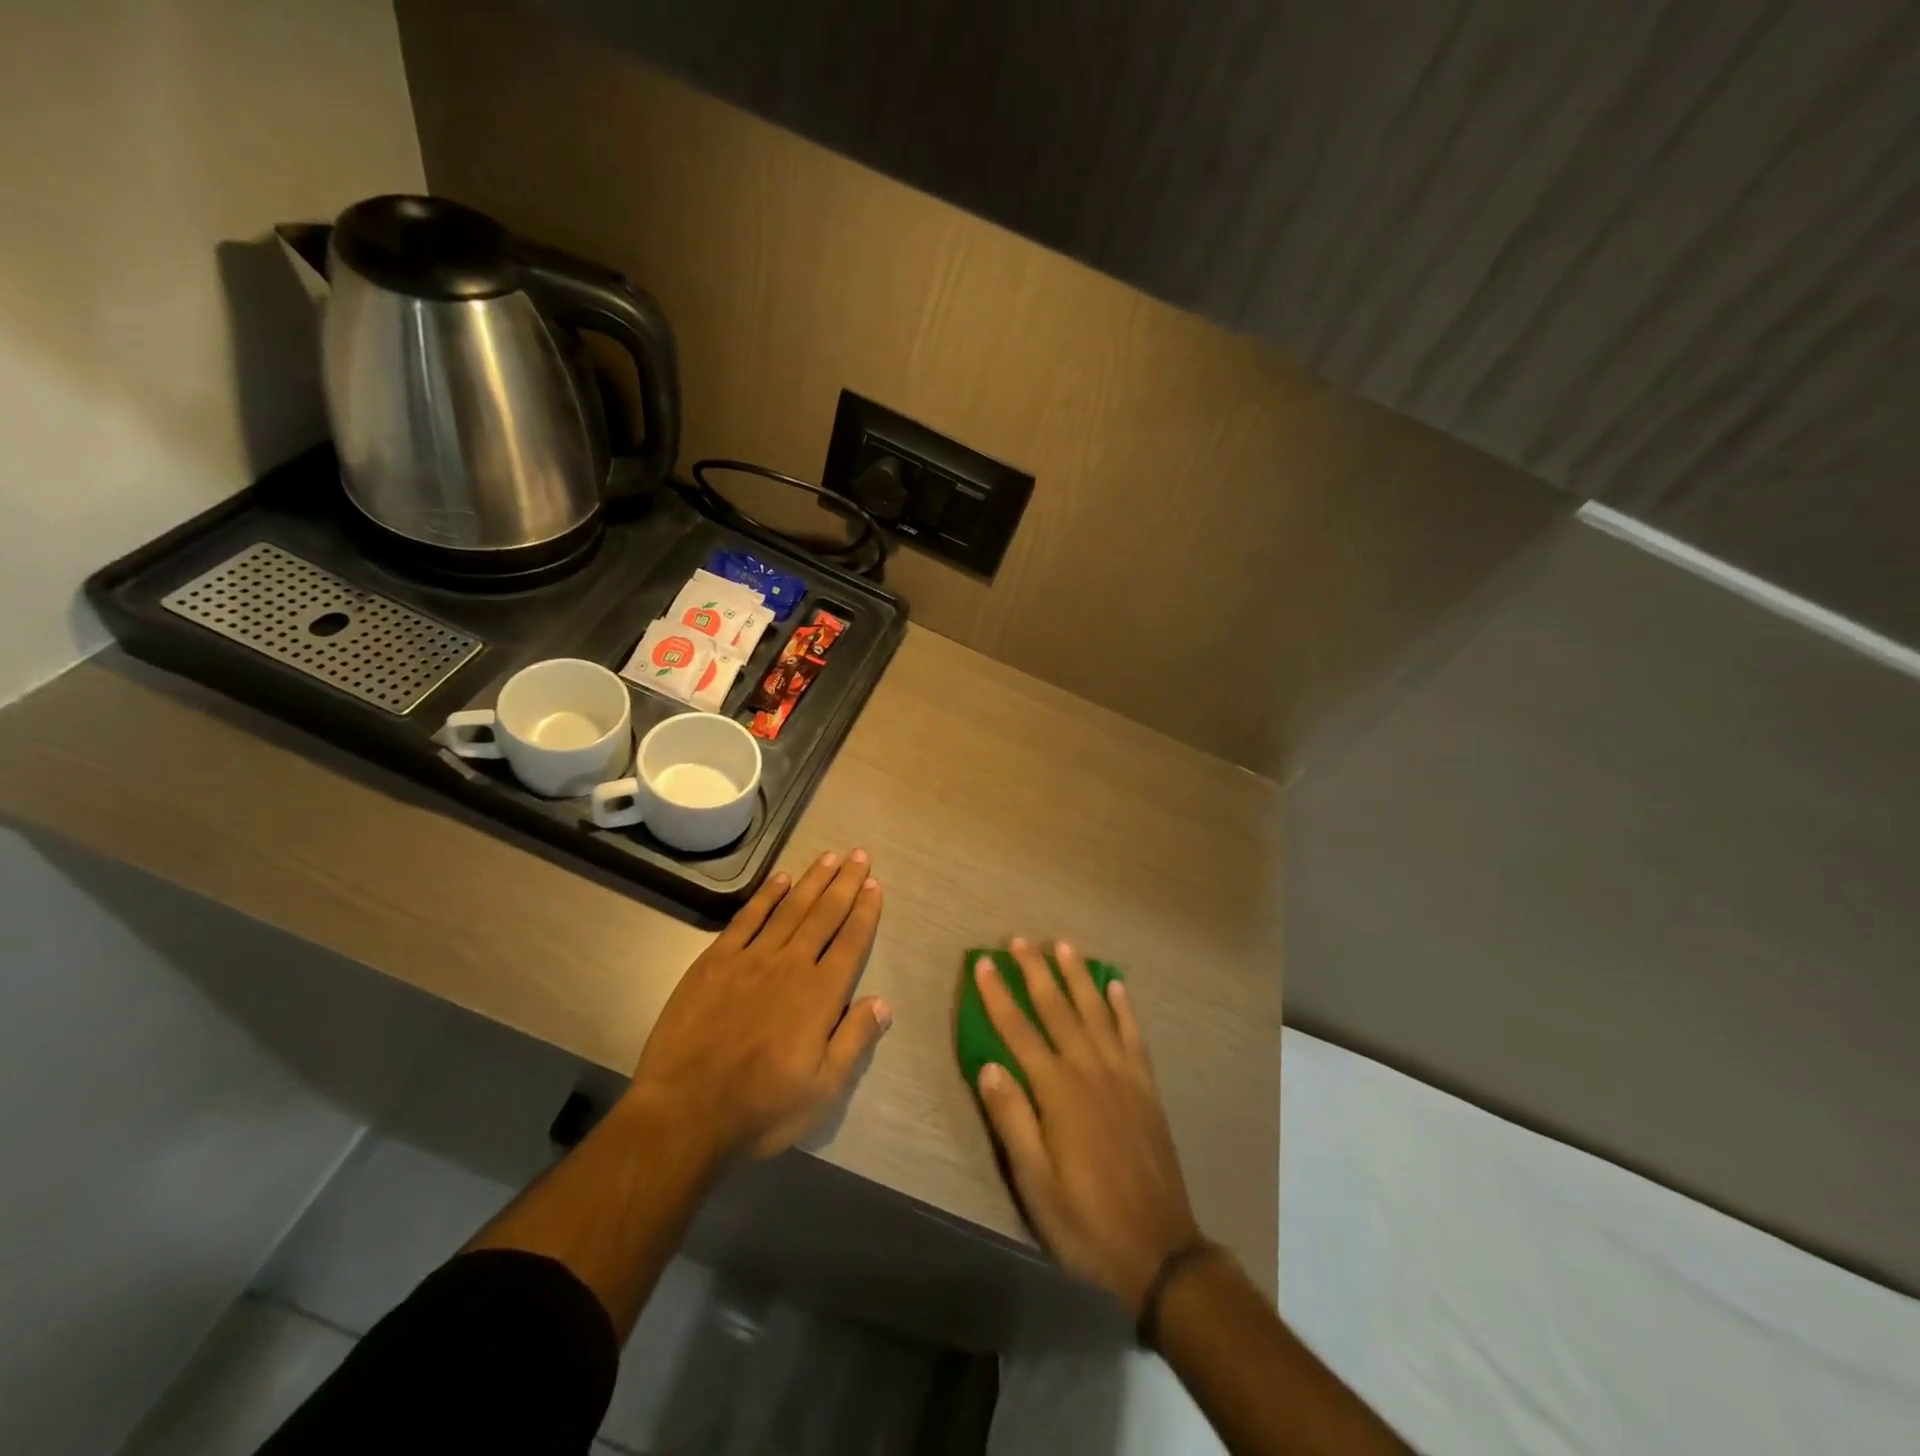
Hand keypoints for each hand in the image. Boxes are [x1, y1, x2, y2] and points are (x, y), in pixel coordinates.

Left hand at [629, 850, 890, 1162]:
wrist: (684, 1114)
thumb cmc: (761, 1109)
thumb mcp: (823, 1091)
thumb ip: (854, 1041)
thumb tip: (884, 1002)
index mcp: (820, 995)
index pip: (851, 942)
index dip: (865, 912)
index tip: (875, 886)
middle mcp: (791, 966)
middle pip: (824, 915)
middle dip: (846, 883)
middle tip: (860, 856)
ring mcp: (750, 959)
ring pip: (790, 908)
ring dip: (812, 880)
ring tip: (830, 856)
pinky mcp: (715, 962)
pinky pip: (747, 919)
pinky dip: (766, 896)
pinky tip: (780, 880)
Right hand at [973, 939, 1198, 1314]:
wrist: (1159, 1250)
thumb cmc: (1085, 1219)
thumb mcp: (1034, 1182)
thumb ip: (1012, 1119)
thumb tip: (988, 1066)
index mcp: (1057, 1090)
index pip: (1019, 1030)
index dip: (998, 995)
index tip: (983, 964)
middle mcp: (1089, 1069)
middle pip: (1057, 1008)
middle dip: (1035, 971)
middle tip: (1019, 940)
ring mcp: (1122, 1074)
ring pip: (1095, 1011)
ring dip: (1076, 976)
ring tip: (1062, 945)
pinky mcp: (1146, 1086)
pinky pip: (1133, 1034)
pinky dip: (1123, 1006)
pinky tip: (1116, 985)